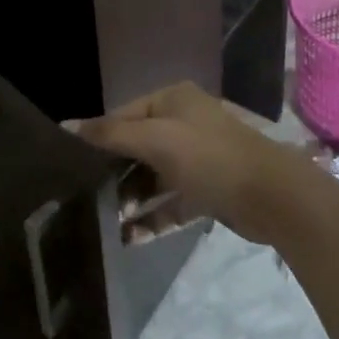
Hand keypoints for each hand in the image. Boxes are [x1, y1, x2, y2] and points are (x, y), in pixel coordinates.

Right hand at [71, 83, 308, 246]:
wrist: (272, 195)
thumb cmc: (210, 157)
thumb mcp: (157, 140)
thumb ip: (111, 134)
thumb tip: (66, 125)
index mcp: (173, 100)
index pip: (124, 115)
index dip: (97, 137)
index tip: (67, 165)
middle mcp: (184, 123)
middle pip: (138, 147)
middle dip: (113, 174)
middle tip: (83, 200)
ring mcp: (197, 158)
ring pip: (154, 177)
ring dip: (131, 200)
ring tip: (103, 224)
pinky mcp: (207, 191)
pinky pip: (172, 202)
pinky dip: (153, 218)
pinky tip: (129, 239)